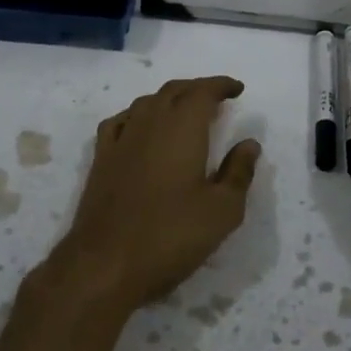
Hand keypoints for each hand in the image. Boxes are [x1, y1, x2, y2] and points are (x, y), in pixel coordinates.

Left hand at [53, 76, 261, 309]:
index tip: (237, 89)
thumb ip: (238, 173)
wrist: (104, 265)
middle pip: (173, 91)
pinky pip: (121, 122)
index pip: (202, 92)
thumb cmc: (170, 236)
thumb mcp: (222, 211)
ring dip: (169, 99)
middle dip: (197, 89)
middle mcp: (149, 124)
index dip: (221, 86)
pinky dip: (138, 115)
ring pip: (146, 103)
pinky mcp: (101, 160)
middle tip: (217, 98)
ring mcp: (121, 140)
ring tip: (185, 111)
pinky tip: (141, 128)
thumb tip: (249, 144)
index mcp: (182, 129)